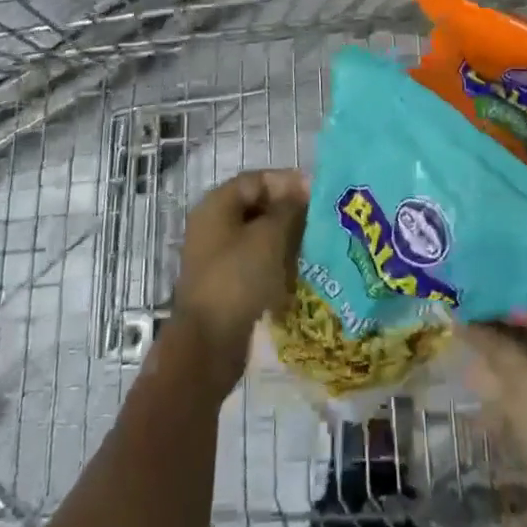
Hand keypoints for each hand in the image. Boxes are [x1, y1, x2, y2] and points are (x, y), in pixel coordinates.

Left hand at [171, 169, 307, 386]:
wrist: (207, 346)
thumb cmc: (237, 279)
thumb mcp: (269, 237)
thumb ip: (289, 208)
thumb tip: (303, 189)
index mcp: (217, 205)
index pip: (257, 180)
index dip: (287, 182)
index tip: (317, 194)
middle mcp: (213, 225)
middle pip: (257, 206)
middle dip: (288, 211)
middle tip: (319, 220)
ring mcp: (216, 256)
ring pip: (257, 236)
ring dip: (284, 238)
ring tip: (313, 246)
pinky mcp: (224, 284)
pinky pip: (254, 262)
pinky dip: (275, 263)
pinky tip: (296, 272)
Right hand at [462, 309, 526, 526]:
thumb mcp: (514, 365)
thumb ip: (485, 338)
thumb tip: (457, 317)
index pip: (522, 302)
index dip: (492, 302)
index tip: (464, 302)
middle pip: (519, 332)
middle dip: (489, 333)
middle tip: (458, 326)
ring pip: (517, 362)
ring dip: (490, 361)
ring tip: (460, 354)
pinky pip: (518, 390)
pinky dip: (497, 388)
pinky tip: (472, 386)